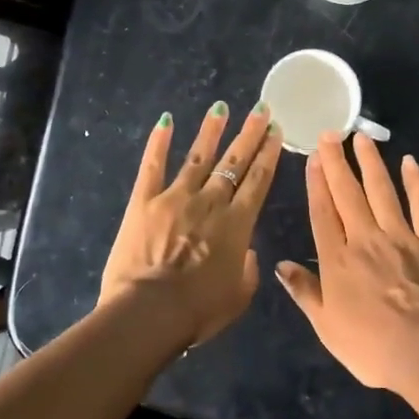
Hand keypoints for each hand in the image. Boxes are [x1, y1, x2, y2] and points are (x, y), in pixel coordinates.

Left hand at [101, 102, 283, 345]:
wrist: (150, 311)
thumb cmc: (199, 311)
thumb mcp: (238, 296)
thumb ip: (248, 270)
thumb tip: (247, 252)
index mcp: (237, 225)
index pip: (258, 181)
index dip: (268, 154)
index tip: (275, 132)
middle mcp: (210, 203)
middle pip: (234, 162)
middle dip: (249, 134)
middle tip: (261, 109)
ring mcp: (175, 198)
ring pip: (198, 157)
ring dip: (211, 131)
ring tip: (220, 107)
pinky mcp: (143, 202)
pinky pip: (152, 166)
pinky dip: (158, 143)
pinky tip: (165, 121)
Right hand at [275, 131, 418, 396]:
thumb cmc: (371, 348)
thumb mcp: (327, 327)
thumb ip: (305, 292)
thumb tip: (281, 265)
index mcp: (337, 261)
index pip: (322, 212)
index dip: (316, 182)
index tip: (312, 157)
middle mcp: (365, 240)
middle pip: (348, 194)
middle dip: (337, 162)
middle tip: (330, 133)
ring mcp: (401, 238)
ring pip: (382, 191)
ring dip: (371, 163)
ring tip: (361, 138)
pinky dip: (417, 183)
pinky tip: (410, 163)